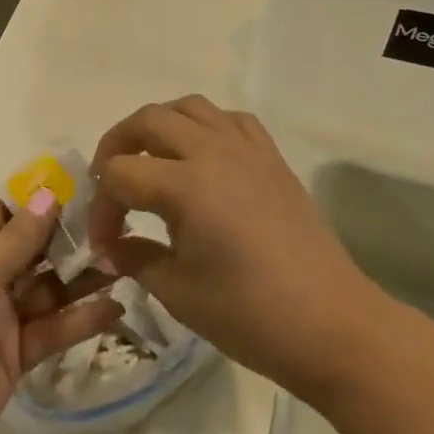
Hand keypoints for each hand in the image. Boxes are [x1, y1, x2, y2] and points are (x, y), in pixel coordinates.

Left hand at [0, 195, 122, 433]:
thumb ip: (21, 233)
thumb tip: (48, 192)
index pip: (4, 211)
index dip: (41, 202)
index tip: (85, 191)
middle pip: (31, 248)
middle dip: (69, 240)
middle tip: (118, 227)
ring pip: (46, 288)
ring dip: (81, 278)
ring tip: (126, 263)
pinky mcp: (14, 353)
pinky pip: (51, 328)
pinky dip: (80, 319)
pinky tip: (115, 307)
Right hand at [89, 95, 375, 405]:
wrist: (333, 326)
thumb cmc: (251, 316)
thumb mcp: (179, 293)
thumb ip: (136, 258)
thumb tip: (110, 248)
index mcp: (186, 185)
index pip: (120, 174)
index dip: (101, 208)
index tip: (105, 244)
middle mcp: (213, 152)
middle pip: (147, 120)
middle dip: (116, 146)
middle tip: (110, 184)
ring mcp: (247, 149)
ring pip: (189, 107)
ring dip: (158, 126)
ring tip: (150, 159)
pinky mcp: (272, 157)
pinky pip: (230, 119)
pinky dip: (205, 126)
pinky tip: (202, 157)